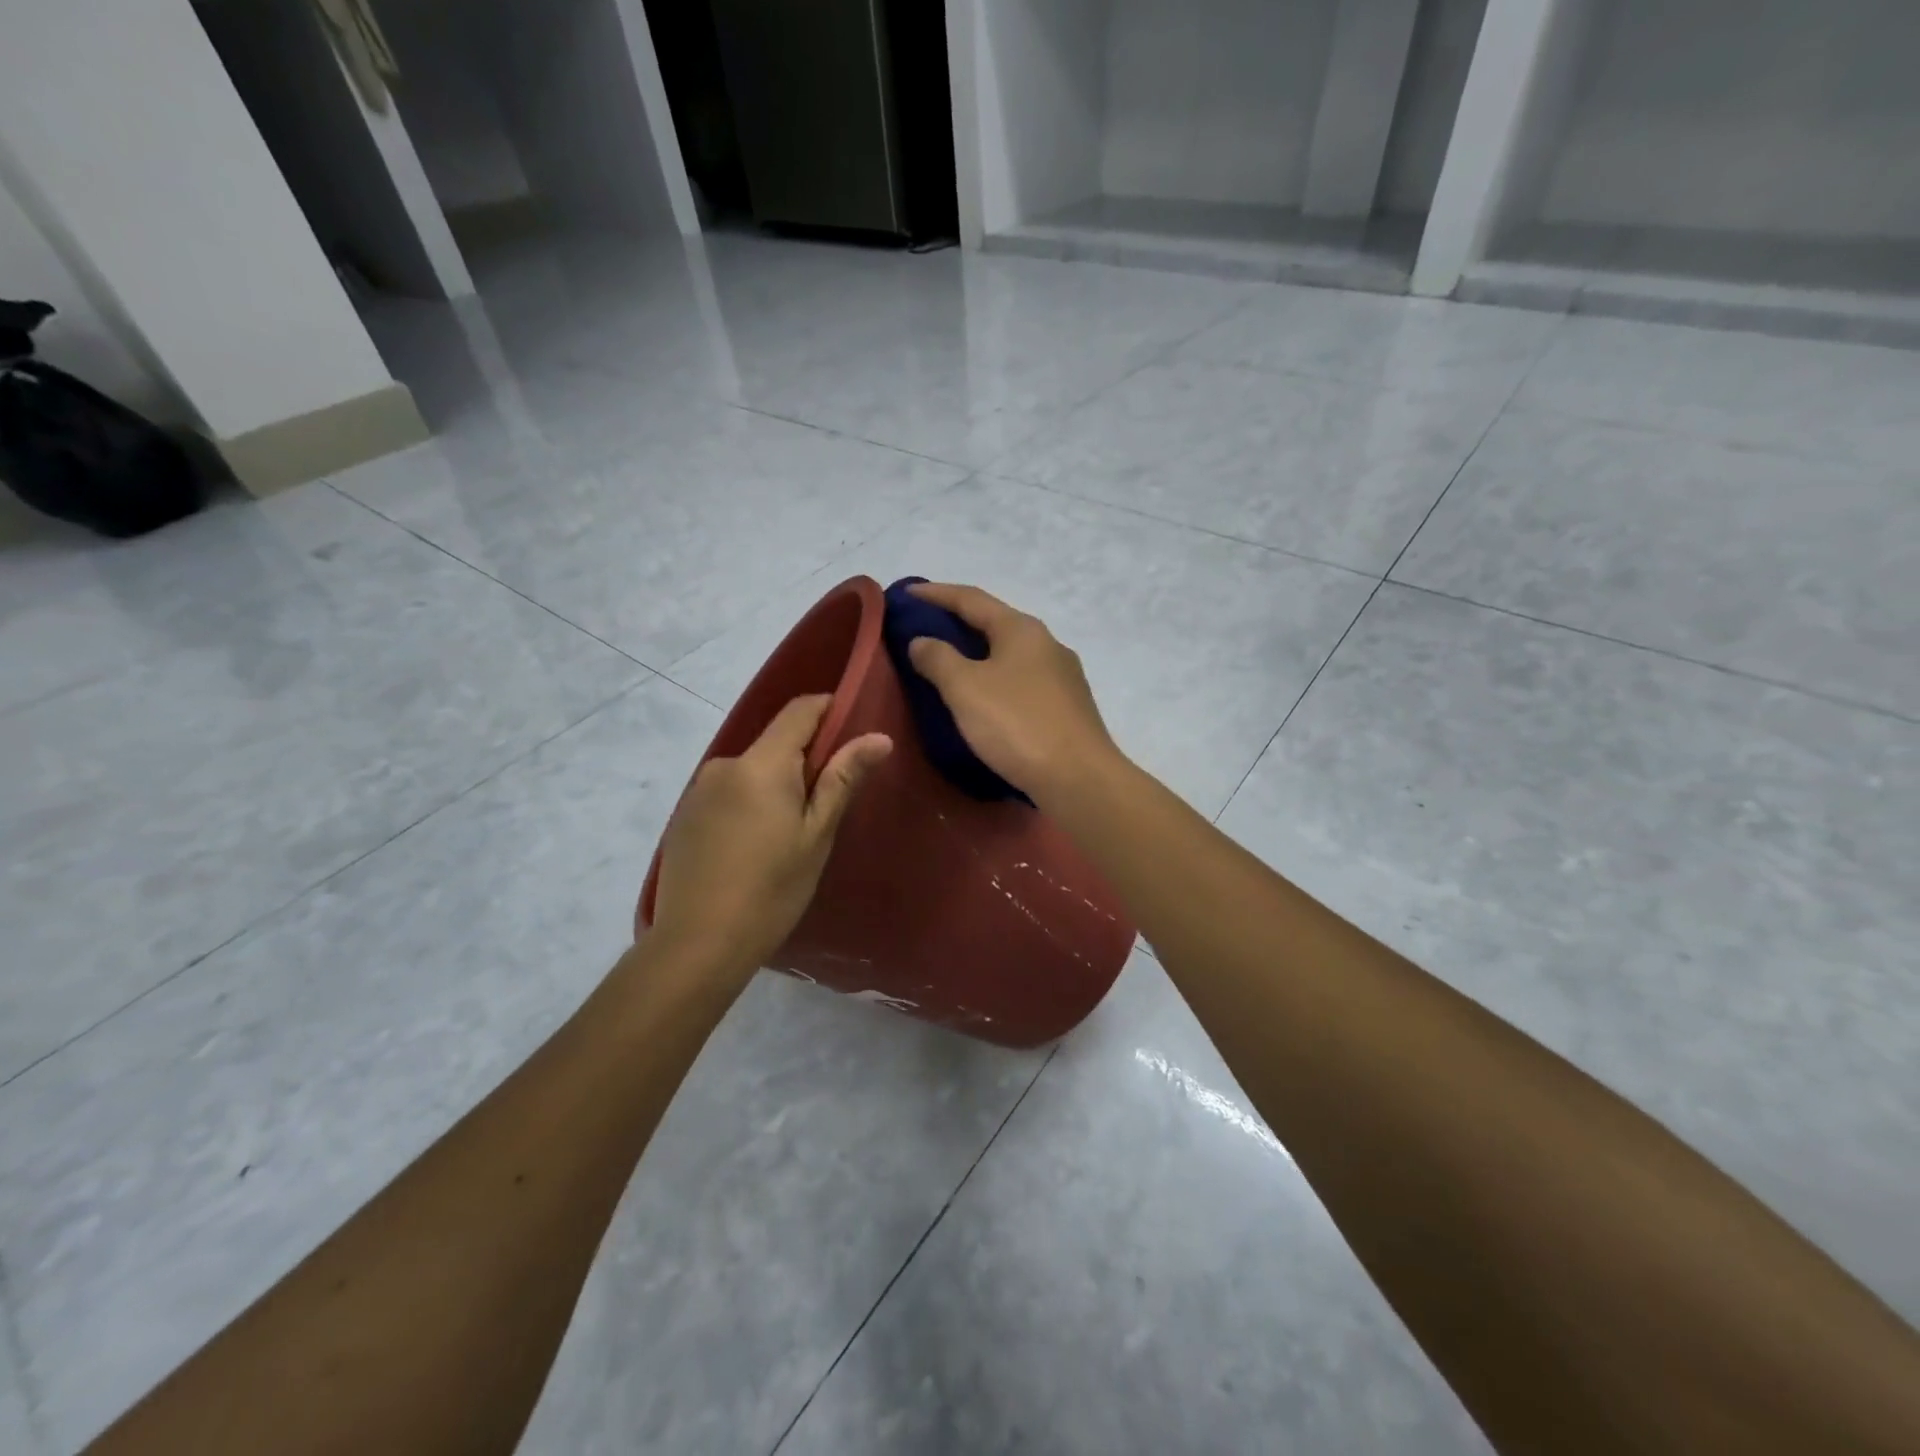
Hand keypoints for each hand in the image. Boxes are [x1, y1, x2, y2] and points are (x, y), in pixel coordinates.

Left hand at [650, 696, 890, 981]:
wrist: (698, 944)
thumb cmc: (772, 889)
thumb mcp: (817, 835)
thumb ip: (843, 778)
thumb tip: (878, 737)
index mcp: (761, 764)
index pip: (800, 710)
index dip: (830, 710)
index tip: (855, 732)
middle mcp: (725, 764)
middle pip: (775, 742)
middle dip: (806, 759)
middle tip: (829, 803)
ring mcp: (699, 790)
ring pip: (752, 770)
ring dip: (776, 785)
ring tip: (791, 833)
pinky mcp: (684, 815)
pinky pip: (729, 793)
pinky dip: (749, 804)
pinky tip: (754, 847)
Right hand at [904, 582, 1117, 801]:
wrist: (1079, 778)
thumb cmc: (1017, 725)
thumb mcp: (965, 688)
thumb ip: (938, 658)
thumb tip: (922, 640)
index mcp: (1021, 629)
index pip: (971, 598)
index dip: (935, 593)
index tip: (906, 593)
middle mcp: (1046, 643)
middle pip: (994, 623)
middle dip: (957, 623)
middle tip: (922, 628)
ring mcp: (1062, 676)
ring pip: (1009, 654)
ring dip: (977, 654)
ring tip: (947, 664)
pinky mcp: (1067, 707)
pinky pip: (1021, 681)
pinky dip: (994, 679)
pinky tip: (983, 698)